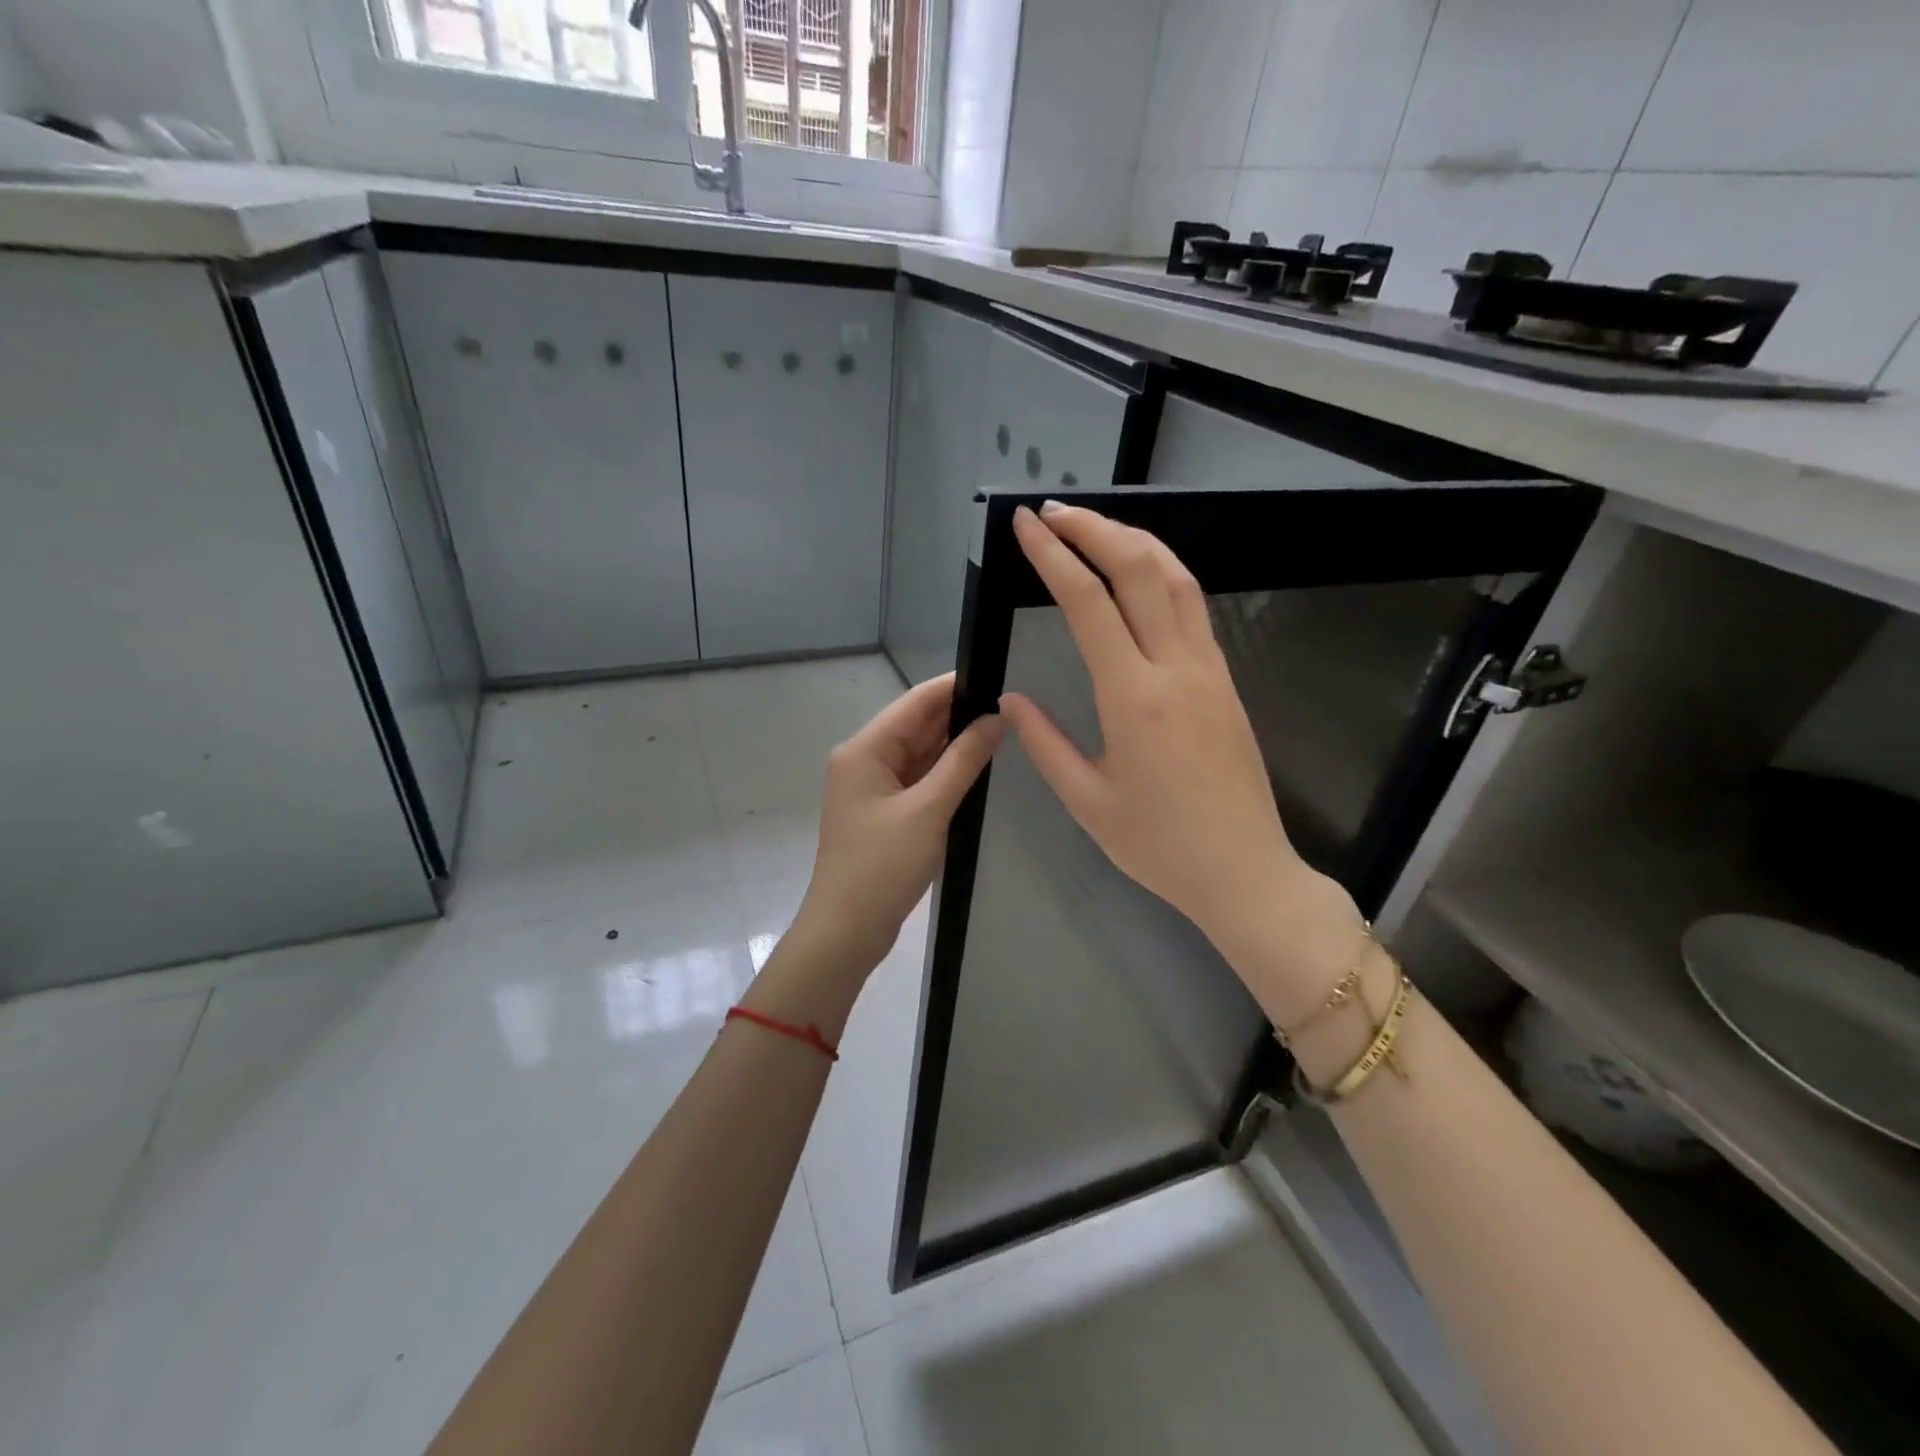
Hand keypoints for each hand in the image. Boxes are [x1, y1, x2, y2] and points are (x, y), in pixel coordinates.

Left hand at [792, 673, 1002, 972]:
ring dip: (954, 745)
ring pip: (919, 753)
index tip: (999, 674)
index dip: (955, 686)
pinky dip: (944, 773)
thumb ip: (964, 761)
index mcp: (864, 750)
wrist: (846, 931)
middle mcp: (864, 760)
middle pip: (917, 725)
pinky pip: (917, 779)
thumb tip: (997, 718)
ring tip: (1003, 730)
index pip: (915, 703)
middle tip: (1012, 706)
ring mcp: (872, 787)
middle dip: (960, 715)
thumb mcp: (928, 810)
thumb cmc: (882, 867)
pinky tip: (977, 767)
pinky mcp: (883, 811)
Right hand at [1000, 502, 1362, 1020]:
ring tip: (1094, 527)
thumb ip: (1044, 744)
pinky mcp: (1225, 681)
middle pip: (1139, 569)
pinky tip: (1140, 575)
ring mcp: (1209, 670)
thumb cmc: (1159, 846)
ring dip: (1134, 541)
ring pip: (1177, 579)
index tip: (1025, 526)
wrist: (1244, 871)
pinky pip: (1194, 608)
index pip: (1088, 603)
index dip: (1053, 556)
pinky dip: (1162, 573)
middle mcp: (1176, 668)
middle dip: (1094, 528)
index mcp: (1133, 697)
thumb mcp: (1088, 802)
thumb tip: (1010, 701)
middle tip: (1053, 512)